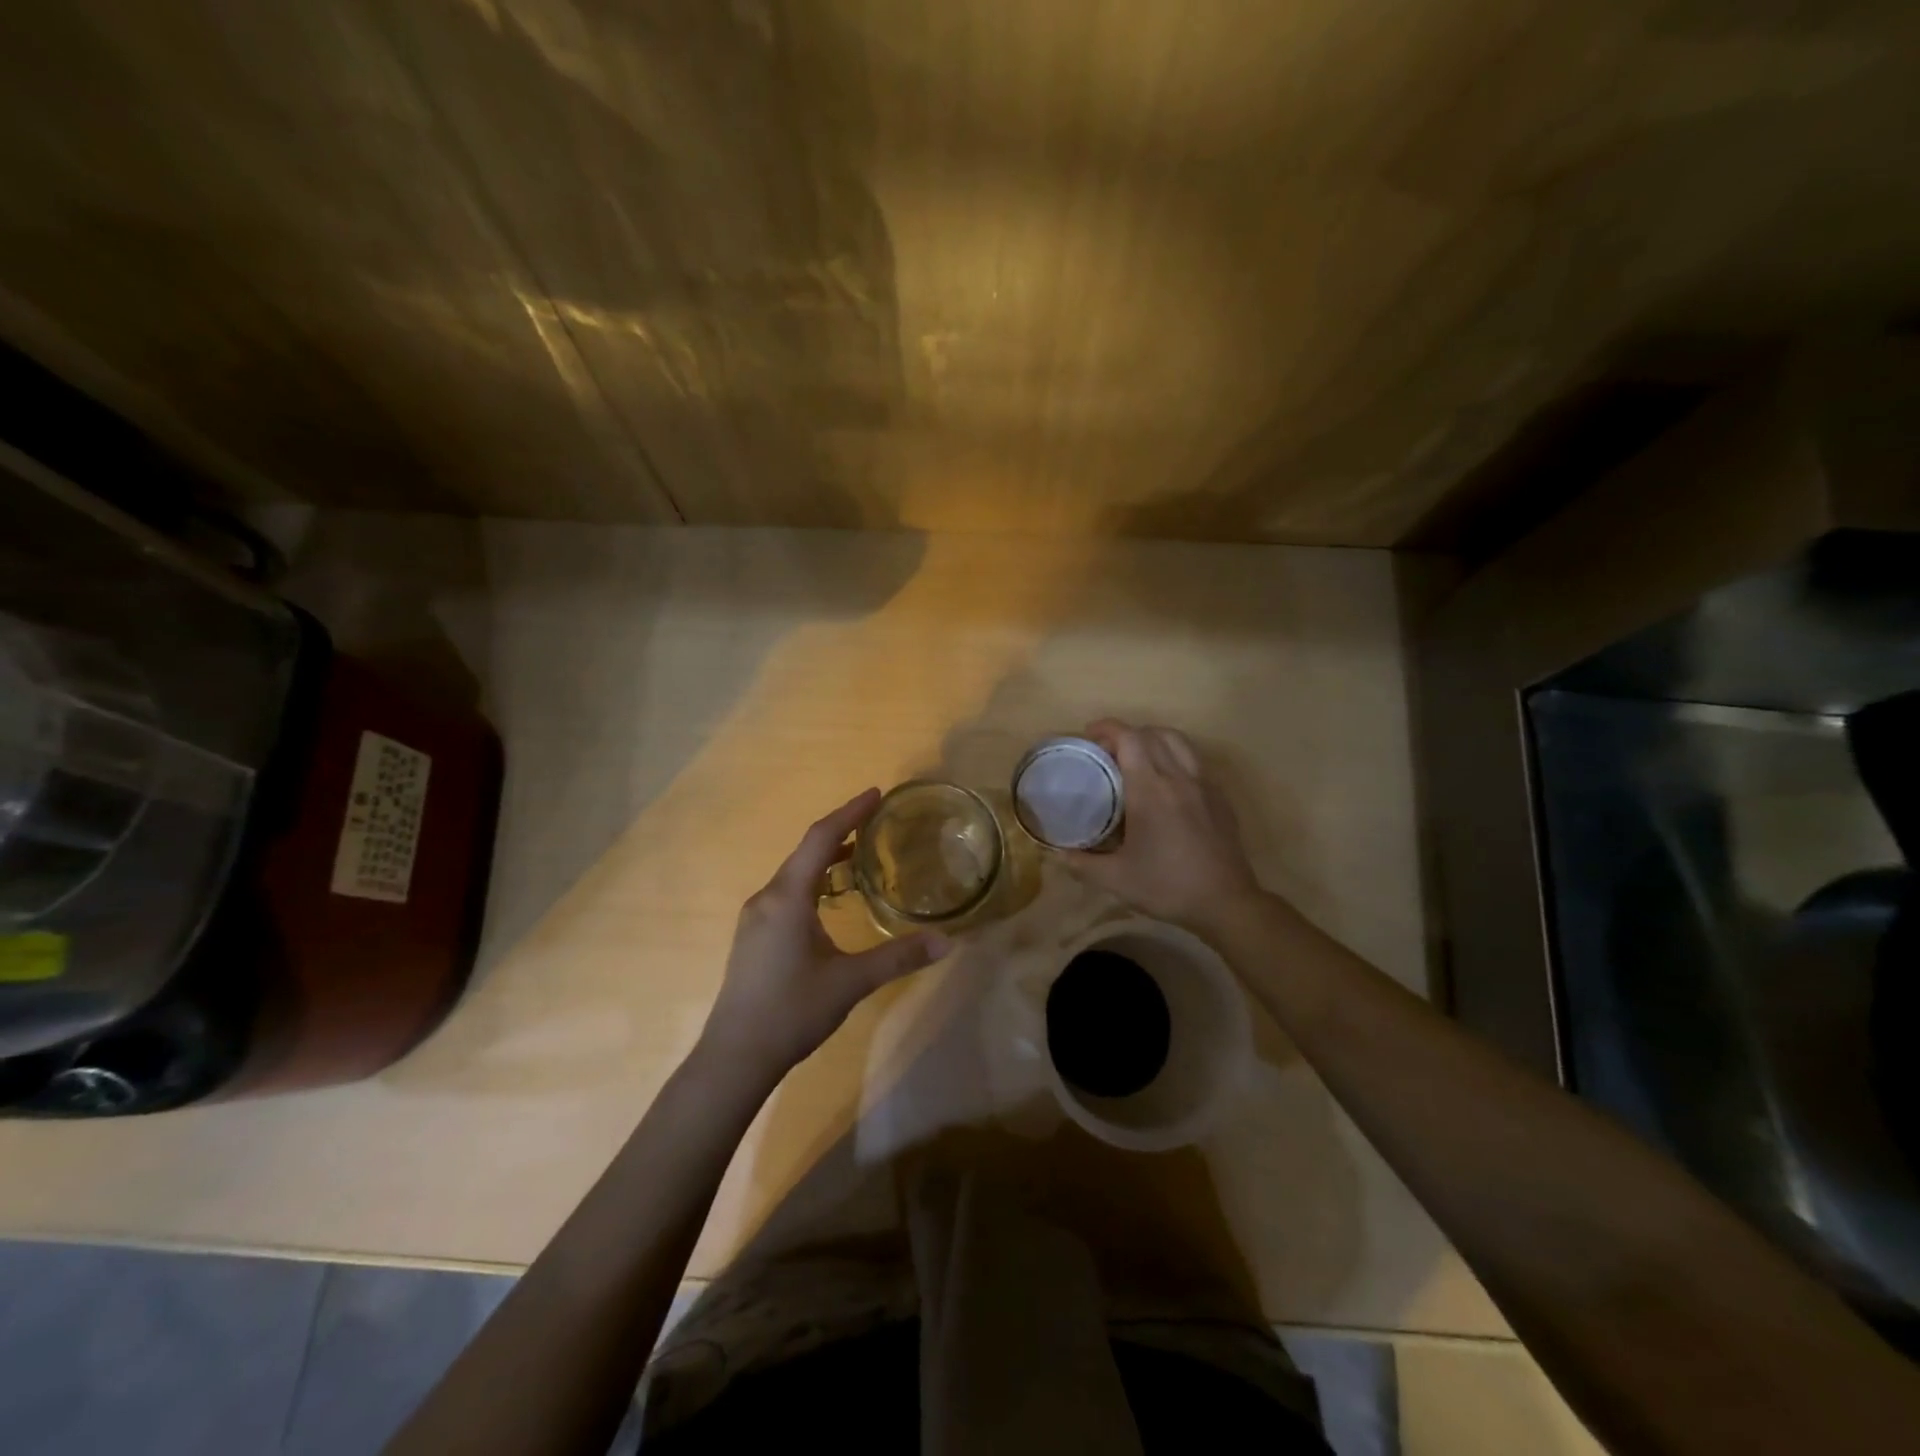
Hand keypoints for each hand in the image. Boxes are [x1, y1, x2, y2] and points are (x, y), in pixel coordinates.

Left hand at [699, 788, 951, 1081]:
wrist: (735, 1057)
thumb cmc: (792, 1011)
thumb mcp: (851, 982)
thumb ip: (898, 957)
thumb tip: (947, 941)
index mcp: (787, 898)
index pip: (820, 839)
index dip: (849, 813)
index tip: (876, 794)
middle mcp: (767, 898)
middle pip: (806, 851)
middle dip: (841, 832)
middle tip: (876, 821)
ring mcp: (755, 918)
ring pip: (795, 874)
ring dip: (826, 859)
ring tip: (861, 856)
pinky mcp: (754, 936)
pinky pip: (787, 893)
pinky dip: (813, 882)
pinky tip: (831, 899)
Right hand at [1066, 719, 1264, 929]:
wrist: (1226, 903)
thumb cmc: (1168, 886)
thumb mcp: (1116, 880)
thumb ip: (1082, 864)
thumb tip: (1059, 854)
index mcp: (1151, 790)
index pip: (1129, 738)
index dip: (1107, 728)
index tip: (1089, 735)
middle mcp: (1179, 778)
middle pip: (1152, 734)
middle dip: (1126, 734)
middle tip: (1107, 751)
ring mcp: (1204, 785)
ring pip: (1178, 741)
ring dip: (1153, 739)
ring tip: (1136, 757)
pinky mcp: (1220, 797)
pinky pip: (1194, 762)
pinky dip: (1174, 757)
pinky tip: (1166, 783)